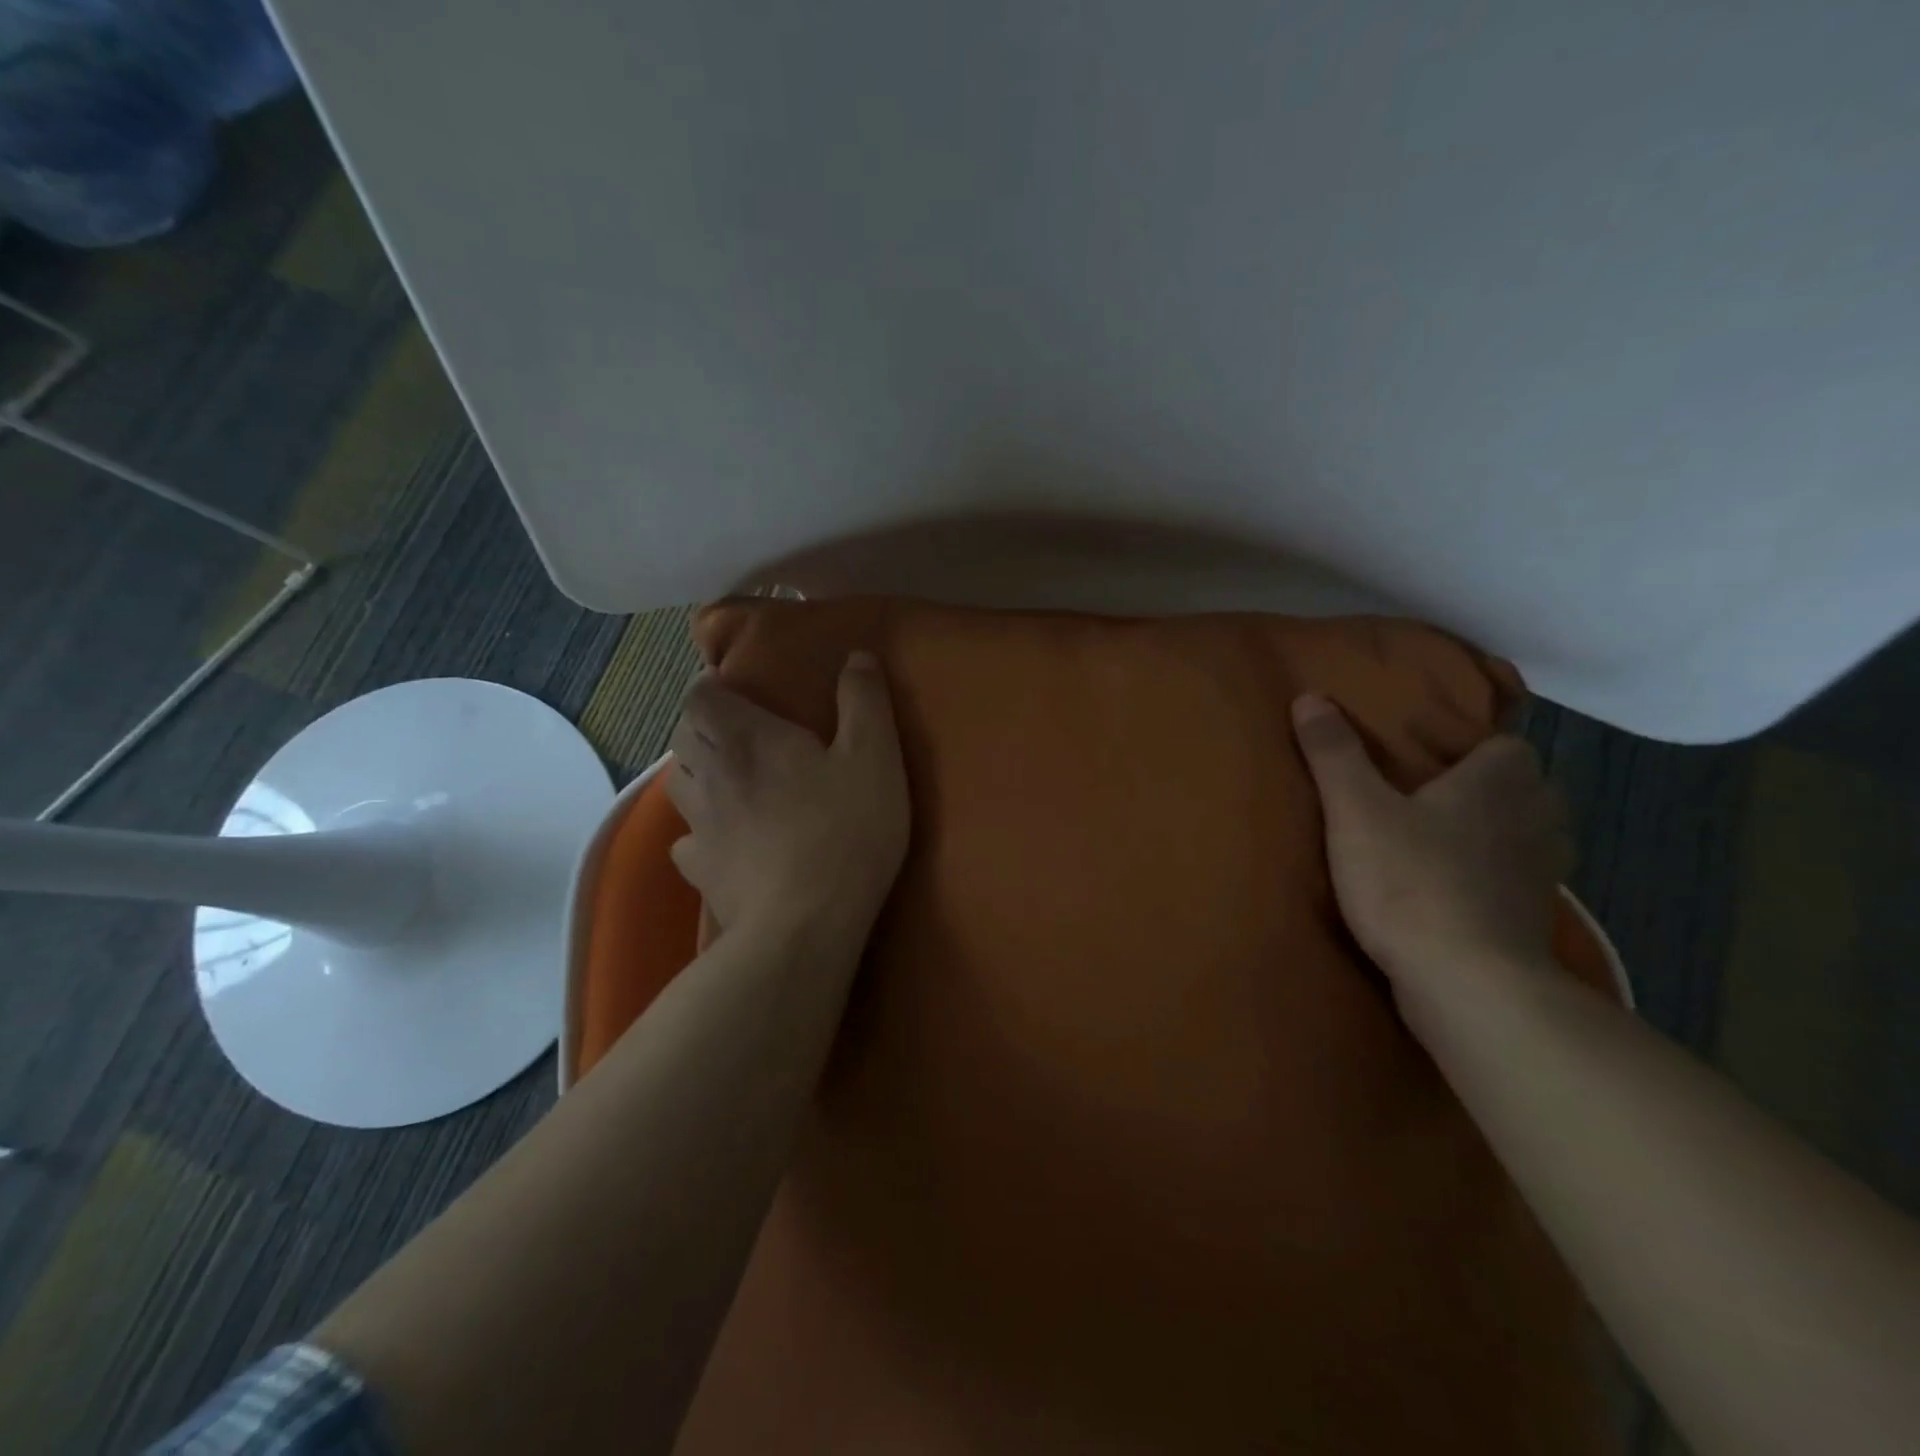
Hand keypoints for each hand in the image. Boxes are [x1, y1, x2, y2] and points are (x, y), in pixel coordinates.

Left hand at [666, 652, 909, 941]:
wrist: (805, 924)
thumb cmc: (845, 830)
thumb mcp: (874, 756)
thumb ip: (864, 701)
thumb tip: (857, 656)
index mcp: (747, 738)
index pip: (700, 694)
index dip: (711, 685)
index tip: (736, 689)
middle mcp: (710, 773)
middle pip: (683, 734)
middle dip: (704, 724)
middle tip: (741, 731)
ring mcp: (699, 826)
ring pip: (678, 783)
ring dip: (698, 771)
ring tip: (730, 779)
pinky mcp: (701, 871)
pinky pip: (687, 840)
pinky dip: (700, 831)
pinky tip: (725, 839)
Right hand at [1291, 694, 1571, 987]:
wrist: (1465, 981)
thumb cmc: (1410, 880)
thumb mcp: (1355, 810)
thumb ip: (1334, 754)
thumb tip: (1310, 696)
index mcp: (1498, 785)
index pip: (1511, 746)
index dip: (1479, 746)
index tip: (1437, 755)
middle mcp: (1533, 822)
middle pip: (1532, 790)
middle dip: (1497, 789)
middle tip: (1441, 795)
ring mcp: (1541, 876)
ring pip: (1534, 838)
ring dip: (1504, 834)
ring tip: (1452, 840)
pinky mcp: (1532, 922)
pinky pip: (1521, 883)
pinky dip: (1499, 880)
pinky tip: (1457, 890)